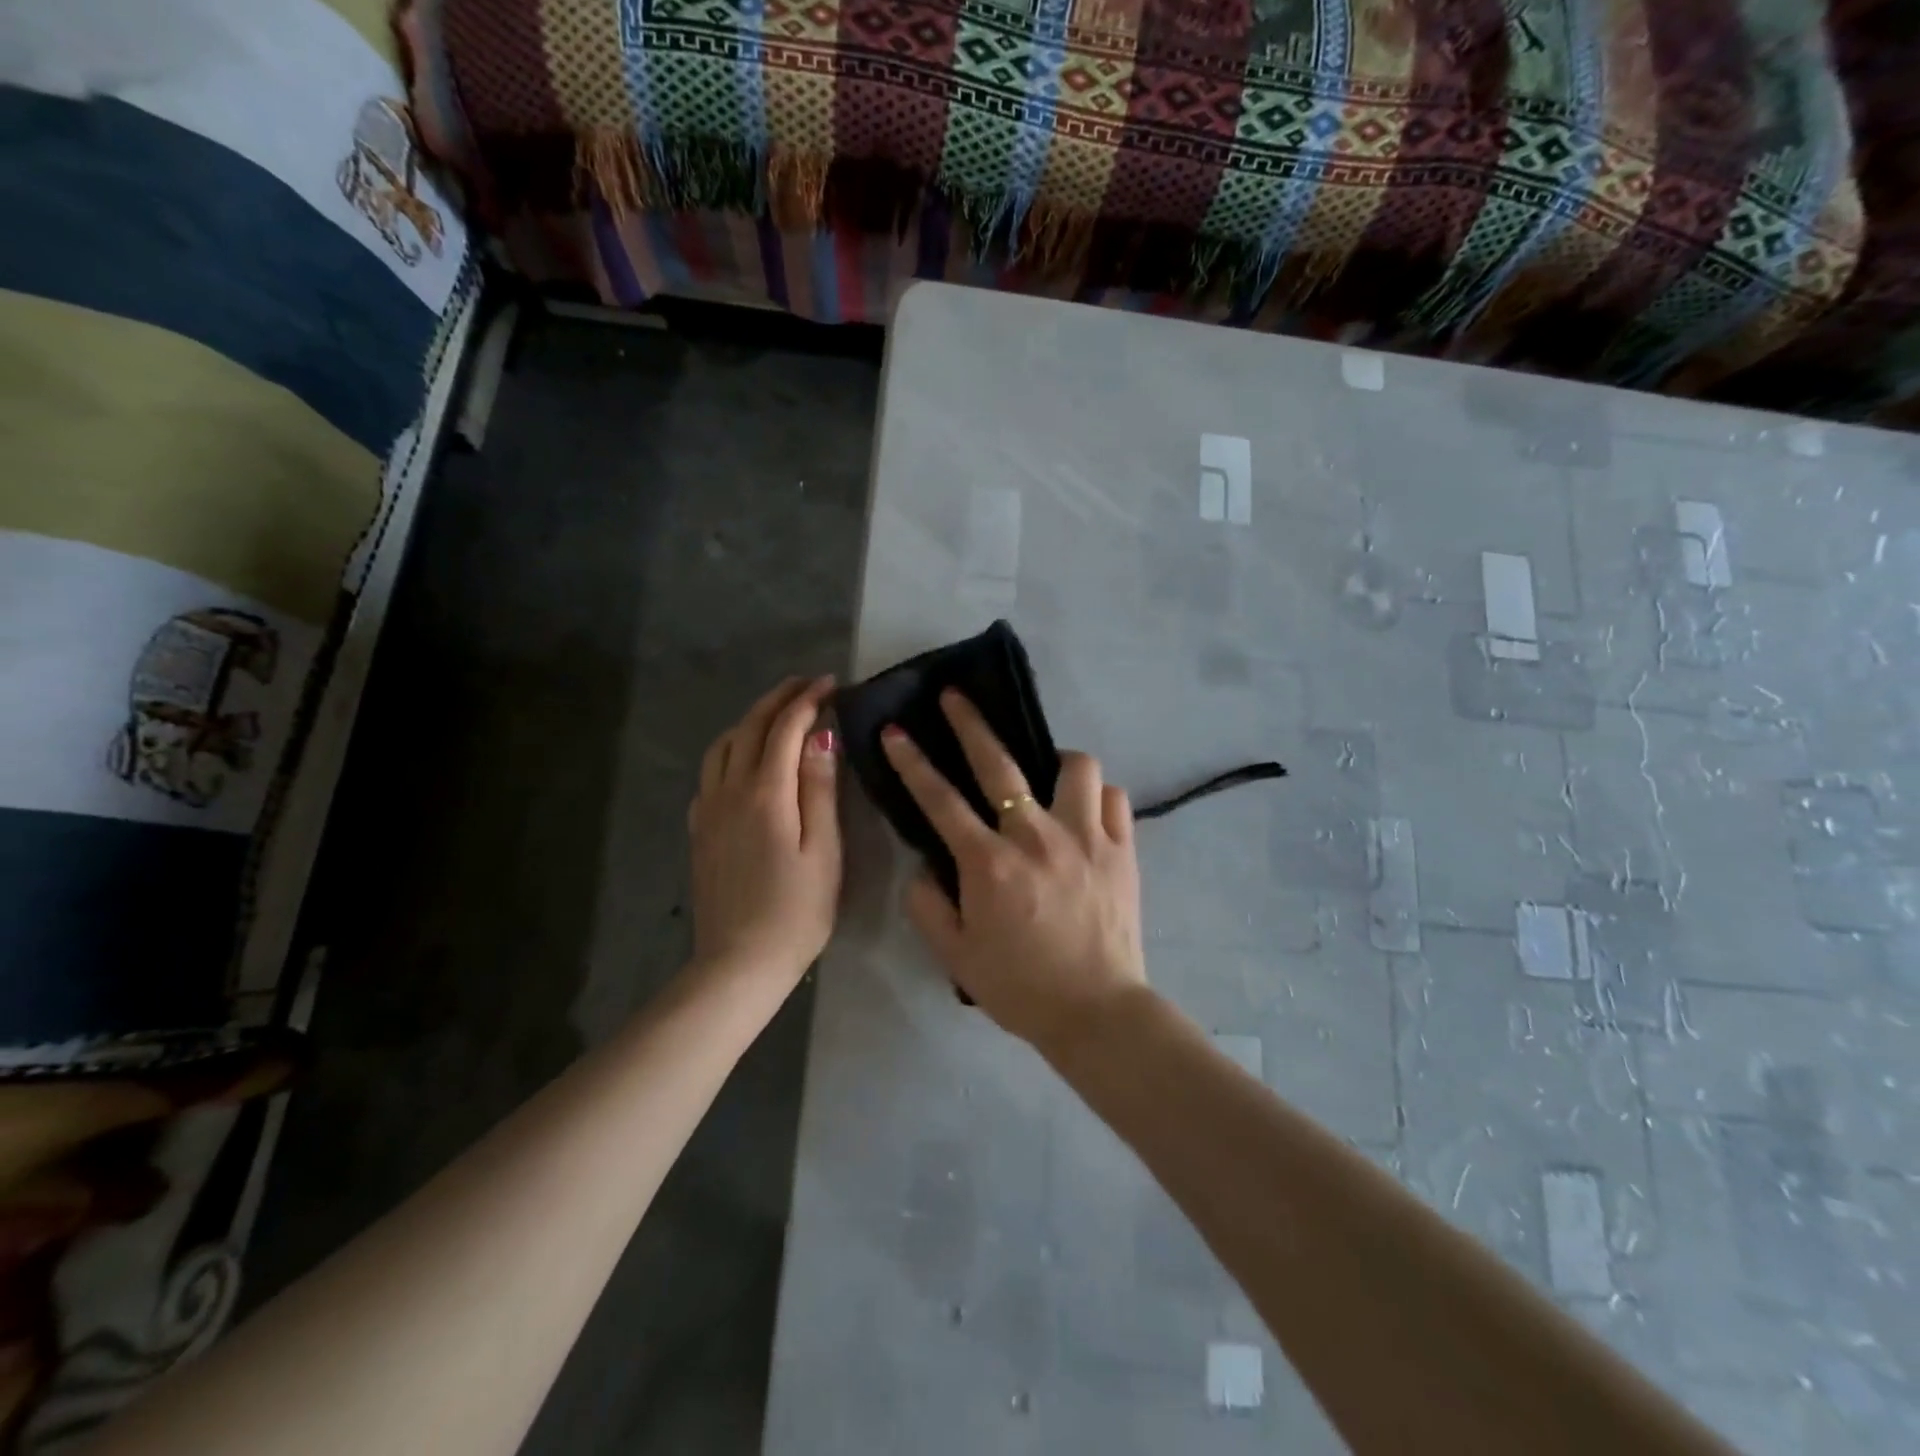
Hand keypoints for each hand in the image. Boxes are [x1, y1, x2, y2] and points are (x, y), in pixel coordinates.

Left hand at [688, 676, 841, 988]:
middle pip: (750, 727)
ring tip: (778, 715)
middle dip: (779, 698)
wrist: (738, 962)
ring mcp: (708, 809)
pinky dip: (731, 749)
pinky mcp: (699, 829)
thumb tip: (821, 736)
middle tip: (807, 684)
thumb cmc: (796, 910)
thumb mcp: (823, 850)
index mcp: (765, 793)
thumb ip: (819, 789)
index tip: (832, 683)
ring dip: (751, 719)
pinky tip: (745, 761)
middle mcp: (729, 790)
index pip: (785, 728)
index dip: (808, 700)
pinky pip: (711, 772)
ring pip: (724, 745)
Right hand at [881, 691, 1147, 1054]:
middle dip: (970, 723)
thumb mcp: (955, 955)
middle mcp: (1037, 836)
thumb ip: (928, 905)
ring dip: (1056, 764)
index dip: (913, 762)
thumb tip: (925, 867)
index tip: (896, 731)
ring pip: (1076, 766)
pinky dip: (1098, 798)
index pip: (940, 800)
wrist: (1096, 1012)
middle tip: (956, 697)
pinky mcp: (1123, 849)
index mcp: (990, 863)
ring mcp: (1086, 837)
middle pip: (1000, 763)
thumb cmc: (1020, 986)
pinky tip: (1088, 814)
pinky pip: (1114, 798)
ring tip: (1048, 778)